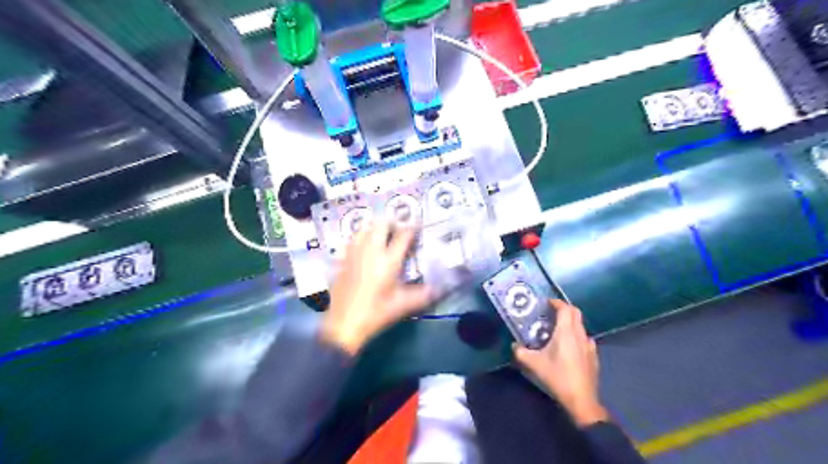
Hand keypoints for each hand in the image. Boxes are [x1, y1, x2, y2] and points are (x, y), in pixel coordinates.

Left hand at [318, 222, 432, 353]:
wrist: (343, 324)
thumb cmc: (376, 314)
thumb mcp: (402, 305)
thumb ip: (423, 295)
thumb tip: (440, 289)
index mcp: (388, 260)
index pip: (403, 235)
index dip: (412, 228)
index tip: (417, 226)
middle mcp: (370, 250)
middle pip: (380, 223)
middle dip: (391, 223)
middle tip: (398, 230)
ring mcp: (353, 253)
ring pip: (364, 228)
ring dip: (374, 228)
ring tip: (381, 236)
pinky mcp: (341, 260)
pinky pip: (352, 240)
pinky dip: (360, 238)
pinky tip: (364, 249)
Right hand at [513, 298, 606, 426]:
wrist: (581, 399)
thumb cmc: (557, 377)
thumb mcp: (534, 364)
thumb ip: (520, 352)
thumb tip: (513, 345)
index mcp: (566, 332)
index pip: (565, 308)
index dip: (556, 302)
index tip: (547, 302)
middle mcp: (580, 334)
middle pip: (576, 313)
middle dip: (564, 309)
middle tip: (551, 312)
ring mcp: (589, 345)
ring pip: (581, 326)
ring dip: (570, 322)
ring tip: (557, 329)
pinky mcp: (593, 356)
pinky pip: (584, 338)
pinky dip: (576, 335)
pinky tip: (569, 346)